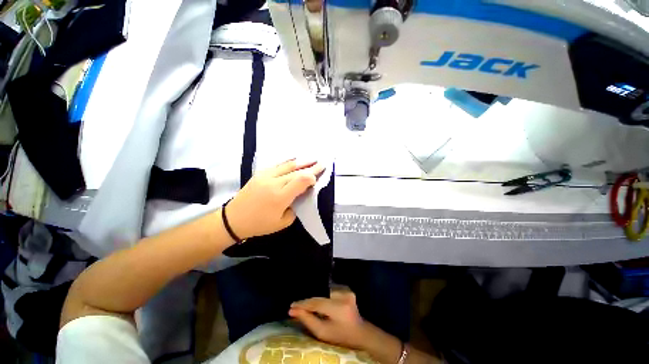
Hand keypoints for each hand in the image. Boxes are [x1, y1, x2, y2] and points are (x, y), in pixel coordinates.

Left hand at [225, 159, 323, 239]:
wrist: (234, 219)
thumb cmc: (259, 224)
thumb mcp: (283, 223)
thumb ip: (295, 207)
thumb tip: (300, 195)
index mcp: (280, 197)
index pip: (301, 180)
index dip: (312, 177)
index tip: (318, 178)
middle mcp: (274, 182)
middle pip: (297, 171)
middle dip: (311, 167)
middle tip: (322, 164)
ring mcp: (266, 175)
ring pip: (288, 165)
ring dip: (302, 162)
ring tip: (312, 159)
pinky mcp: (260, 173)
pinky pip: (278, 165)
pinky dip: (289, 162)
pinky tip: (296, 160)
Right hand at [289, 291, 369, 349]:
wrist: (360, 332)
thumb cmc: (341, 336)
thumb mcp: (323, 333)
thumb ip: (308, 321)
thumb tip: (294, 311)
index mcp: (338, 308)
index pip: (316, 303)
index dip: (303, 304)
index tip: (291, 307)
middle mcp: (342, 296)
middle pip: (320, 298)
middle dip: (307, 303)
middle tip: (295, 307)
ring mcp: (345, 291)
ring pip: (323, 294)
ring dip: (315, 301)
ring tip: (305, 306)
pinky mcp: (346, 290)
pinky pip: (329, 293)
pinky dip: (322, 298)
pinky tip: (317, 304)